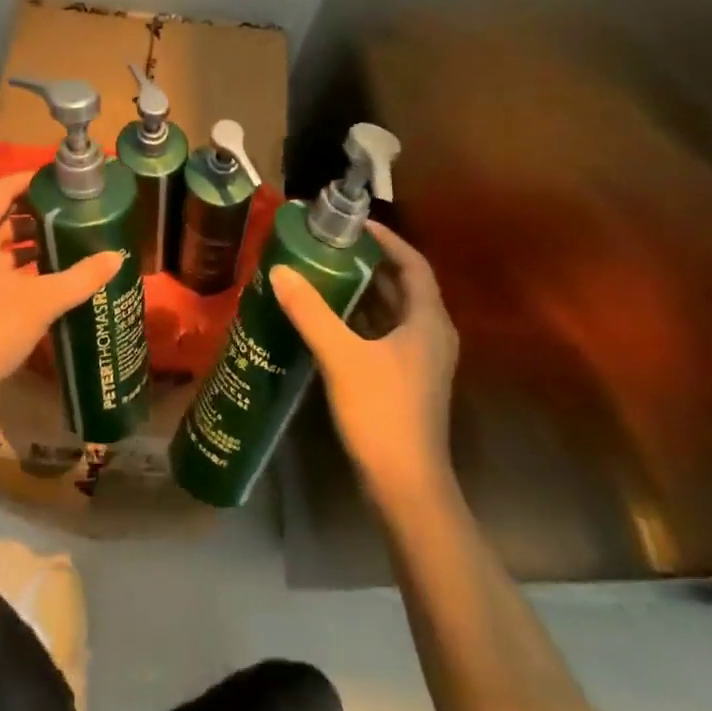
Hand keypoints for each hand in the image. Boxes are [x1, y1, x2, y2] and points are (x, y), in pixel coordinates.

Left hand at [0, 172, 123, 389]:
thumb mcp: (42, 300)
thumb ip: (81, 276)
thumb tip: (116, 257)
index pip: (3, 188)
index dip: (33, 180)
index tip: (64, 181)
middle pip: (1, 212)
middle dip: (36, 211)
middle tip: (72, 210)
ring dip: (28, 237)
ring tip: (66, 237)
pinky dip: (16, 259)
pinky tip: (47, 269)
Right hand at [271, 222, 458, 503]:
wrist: (406, 485)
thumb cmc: (382, 411)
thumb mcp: (341, 355)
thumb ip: (310, 311)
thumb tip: (280, 271)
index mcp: (427, 321)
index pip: (413, 264)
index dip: (387, 240)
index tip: (354, 224)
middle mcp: (431, 335)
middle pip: (404, 285)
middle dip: (371, 263)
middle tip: (331, 246)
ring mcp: (421, 361)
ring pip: (394, 312)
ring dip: (365, 291)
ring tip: (325, 273)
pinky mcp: (407, 381)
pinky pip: (385, 335)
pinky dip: (362, 320)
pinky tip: (330, 319)